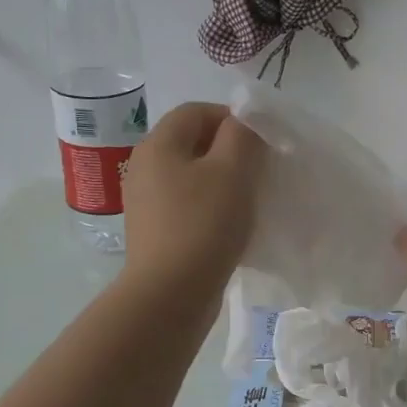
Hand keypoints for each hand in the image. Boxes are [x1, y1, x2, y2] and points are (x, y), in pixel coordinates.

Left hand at [121, 103, 264, 298]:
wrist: (169, 295)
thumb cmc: (203, 225)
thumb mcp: (233, 171)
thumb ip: (243, 136)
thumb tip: (245, 121)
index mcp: (158, 145)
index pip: (196, 111)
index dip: (232, 118)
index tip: (262, 143)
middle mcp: (145, 167)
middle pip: (192, 142)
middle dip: (230, 151)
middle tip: (260, 171)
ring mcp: (146, 202)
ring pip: (192, 176)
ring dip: (223, 181)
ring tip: (250, 200)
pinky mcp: (155, 232)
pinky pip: (188, 205)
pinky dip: (211, 207)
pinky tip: (231, 227)